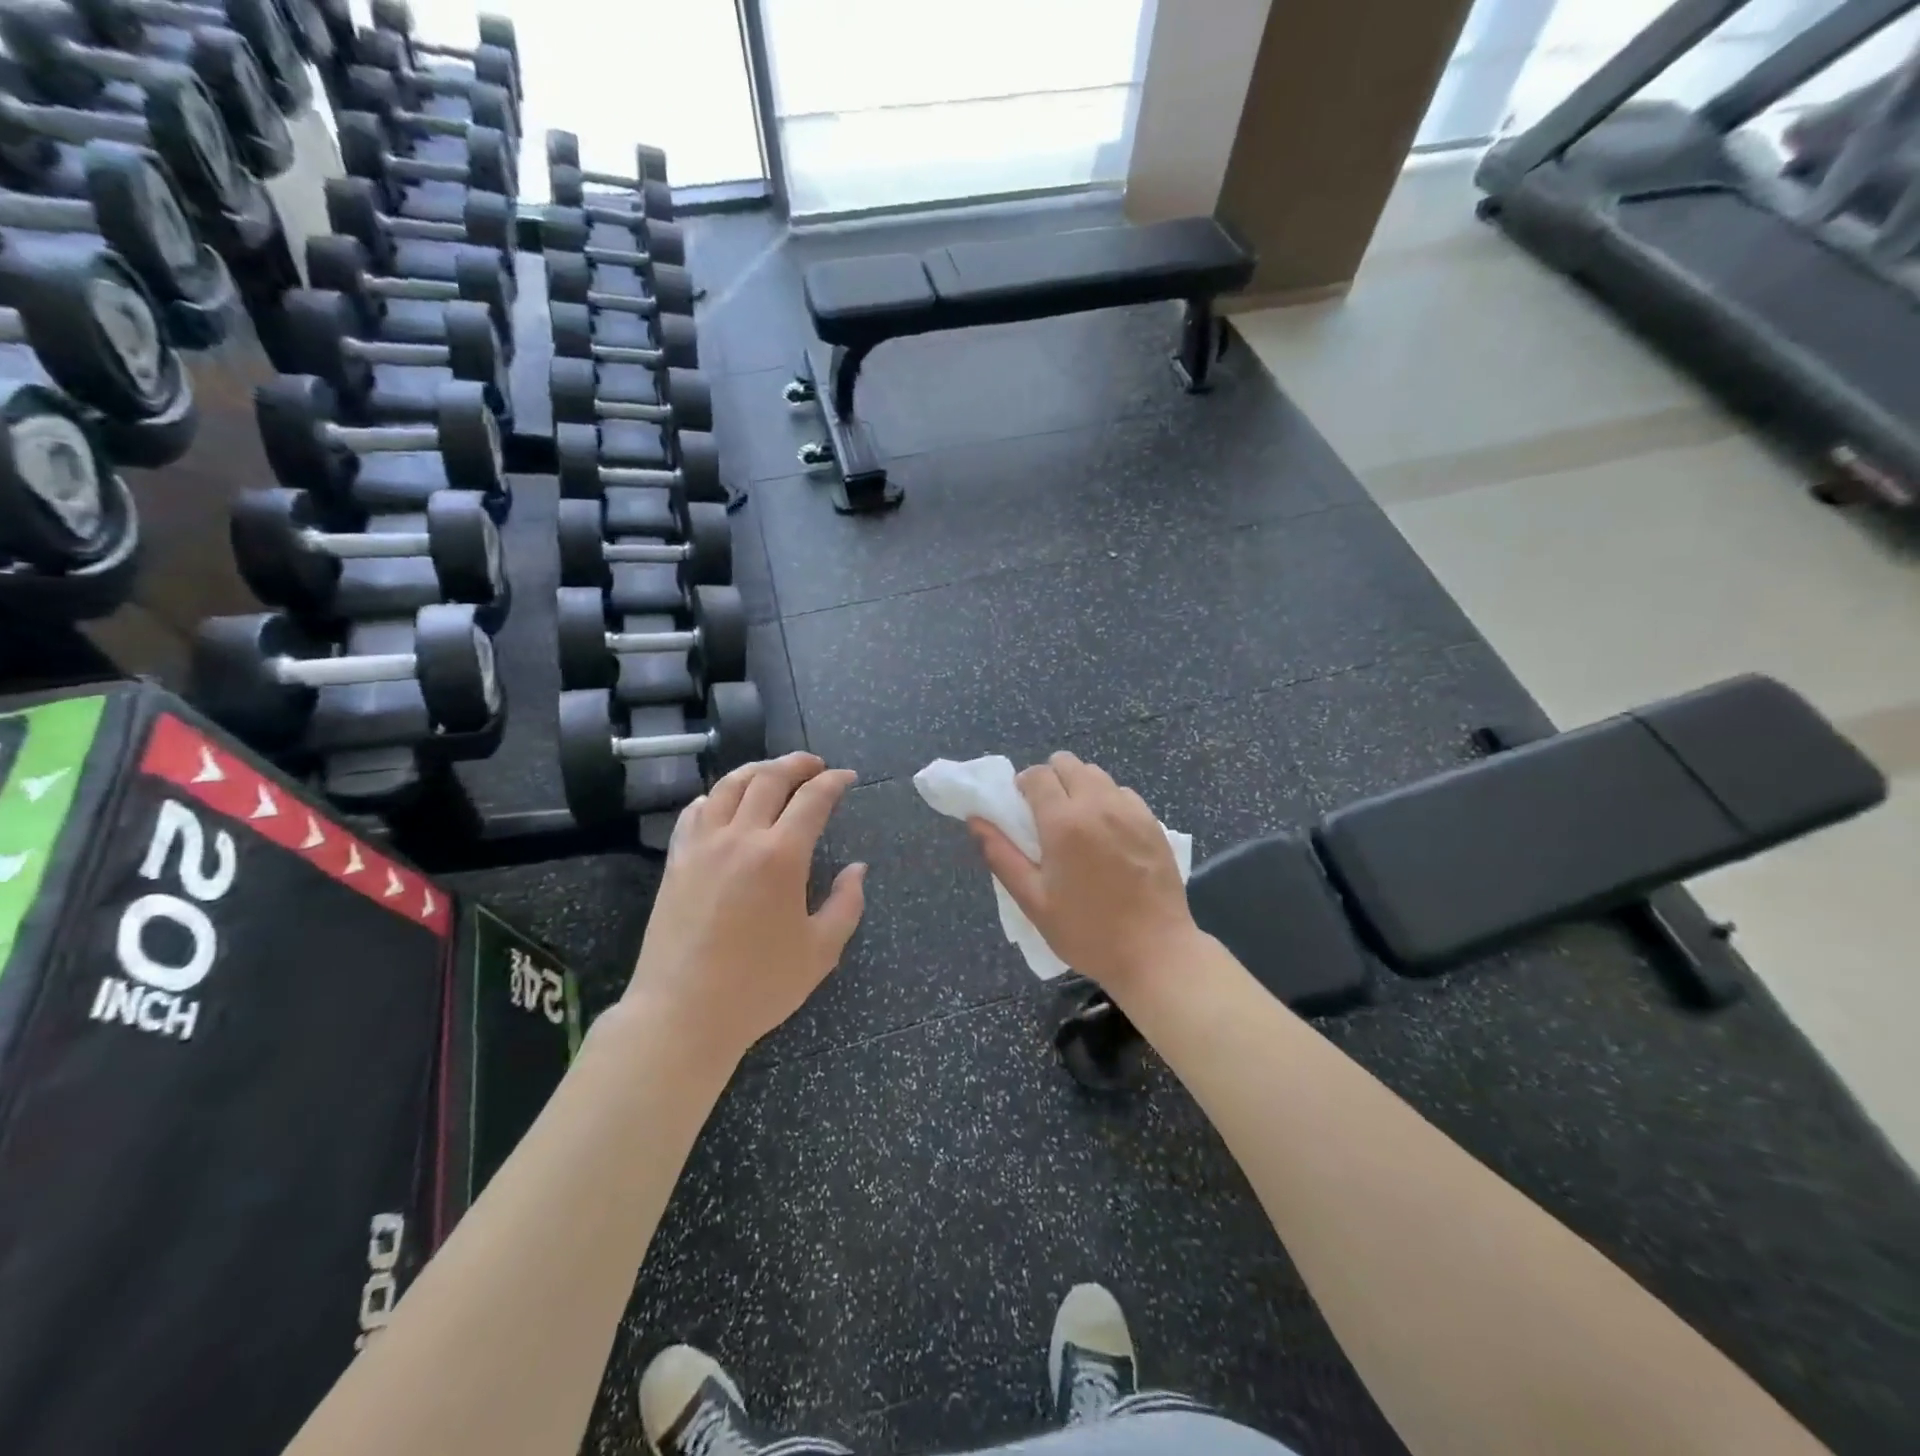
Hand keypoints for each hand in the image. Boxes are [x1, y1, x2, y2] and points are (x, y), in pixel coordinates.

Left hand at [624, 753, 865, 1062]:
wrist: (682, 1013)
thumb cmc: (759, 986)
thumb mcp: (821, 950)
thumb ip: (846, 903)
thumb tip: (856, 869)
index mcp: (781, 856)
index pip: (812, 799)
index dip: (834, 782)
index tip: (847, 778)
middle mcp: (740, 838)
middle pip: (769, 778)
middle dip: (797, 764)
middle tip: (815, 765)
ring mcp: (702, 846)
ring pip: (729, 786)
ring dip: (757, 770)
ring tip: (774, 772)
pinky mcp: (676, 861)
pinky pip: (695, 812)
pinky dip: (716, 796)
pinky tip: (725, 802)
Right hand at [969, 752, 1196, 996]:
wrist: (1155, 951)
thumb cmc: (1086, 931)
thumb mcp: (1033, 900)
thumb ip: (1001, 855)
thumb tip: (976, 820)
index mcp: (1064, 822)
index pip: (1038, 775)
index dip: (1023, 785)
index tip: (1021, 808)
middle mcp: (1098, 805)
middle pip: (1068, 763)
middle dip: (1051, 779)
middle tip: (1047, 814)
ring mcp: (1130, 811)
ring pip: (1097, 774)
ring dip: (1080, 786)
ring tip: (1077, 822)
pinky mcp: (1153, 822)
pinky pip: (1122, 793)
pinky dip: (1108, 800)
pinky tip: (1108, 833)